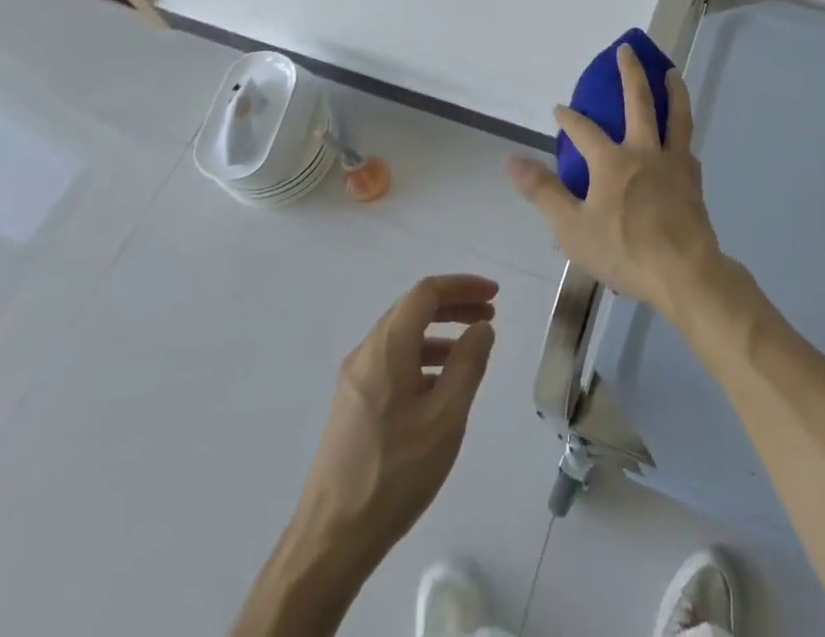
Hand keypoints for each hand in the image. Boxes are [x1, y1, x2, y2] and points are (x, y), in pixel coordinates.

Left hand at [292, 274, 498, 567]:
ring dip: (438, 333)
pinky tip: (439, 387)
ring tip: (471, 351)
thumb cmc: (395, 473)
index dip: (462, 286)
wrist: (330, 539)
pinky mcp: (351, 405)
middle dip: (453, 305)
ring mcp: (354, 379)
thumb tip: (481, 328)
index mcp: (387, 347)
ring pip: (401, 336)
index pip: (426, 292)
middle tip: (488, 316)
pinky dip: (421, 358)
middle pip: (412, 309)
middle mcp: (366, 352)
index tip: (494, 295)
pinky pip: (391, 362)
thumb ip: (468, 365)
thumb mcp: (445, 418)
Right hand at [506, 44, 721, 318]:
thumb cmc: (623, 250)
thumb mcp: (571, 227)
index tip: (559, 108)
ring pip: (676, 115)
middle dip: (630, 73)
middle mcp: (644, 152)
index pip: (584, 130)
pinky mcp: (693, 180)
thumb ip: (543, 191)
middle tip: (627, 49)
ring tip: (671, 73)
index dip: (569, 117)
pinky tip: (682, 139)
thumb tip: (511, 158)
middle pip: (639, 101)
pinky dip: (683, 135)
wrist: (684, 272)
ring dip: (672, 90)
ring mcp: (673, 163)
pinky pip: (687, 147)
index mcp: (612, 161)